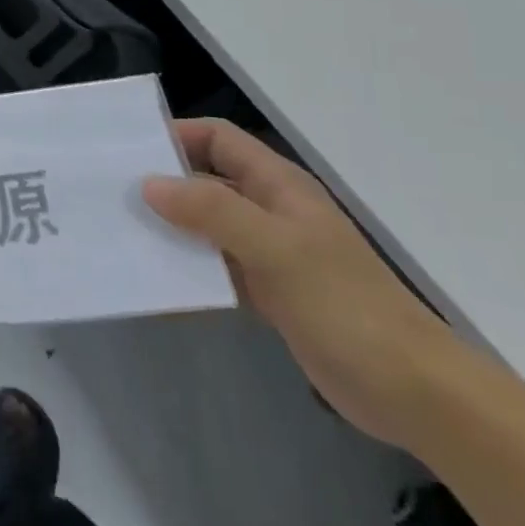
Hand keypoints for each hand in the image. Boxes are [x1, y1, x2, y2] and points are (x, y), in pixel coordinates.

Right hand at [143, 119, 457, 447]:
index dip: (176, 135)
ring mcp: (269, 252)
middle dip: (163, 183)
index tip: (129, 152)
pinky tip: (158, 282)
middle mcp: (269, 209)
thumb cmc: (343, 304)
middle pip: (206, 179)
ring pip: (207, 225)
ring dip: (171, 228)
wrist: (412, 391)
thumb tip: (149, 184)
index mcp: (277, 185)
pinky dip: (189, 269)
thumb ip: (211, 210)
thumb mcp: (274, 248)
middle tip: (112, 194)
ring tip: (123, 234)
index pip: (218, 138)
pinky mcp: (268, 292)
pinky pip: (216, 268)